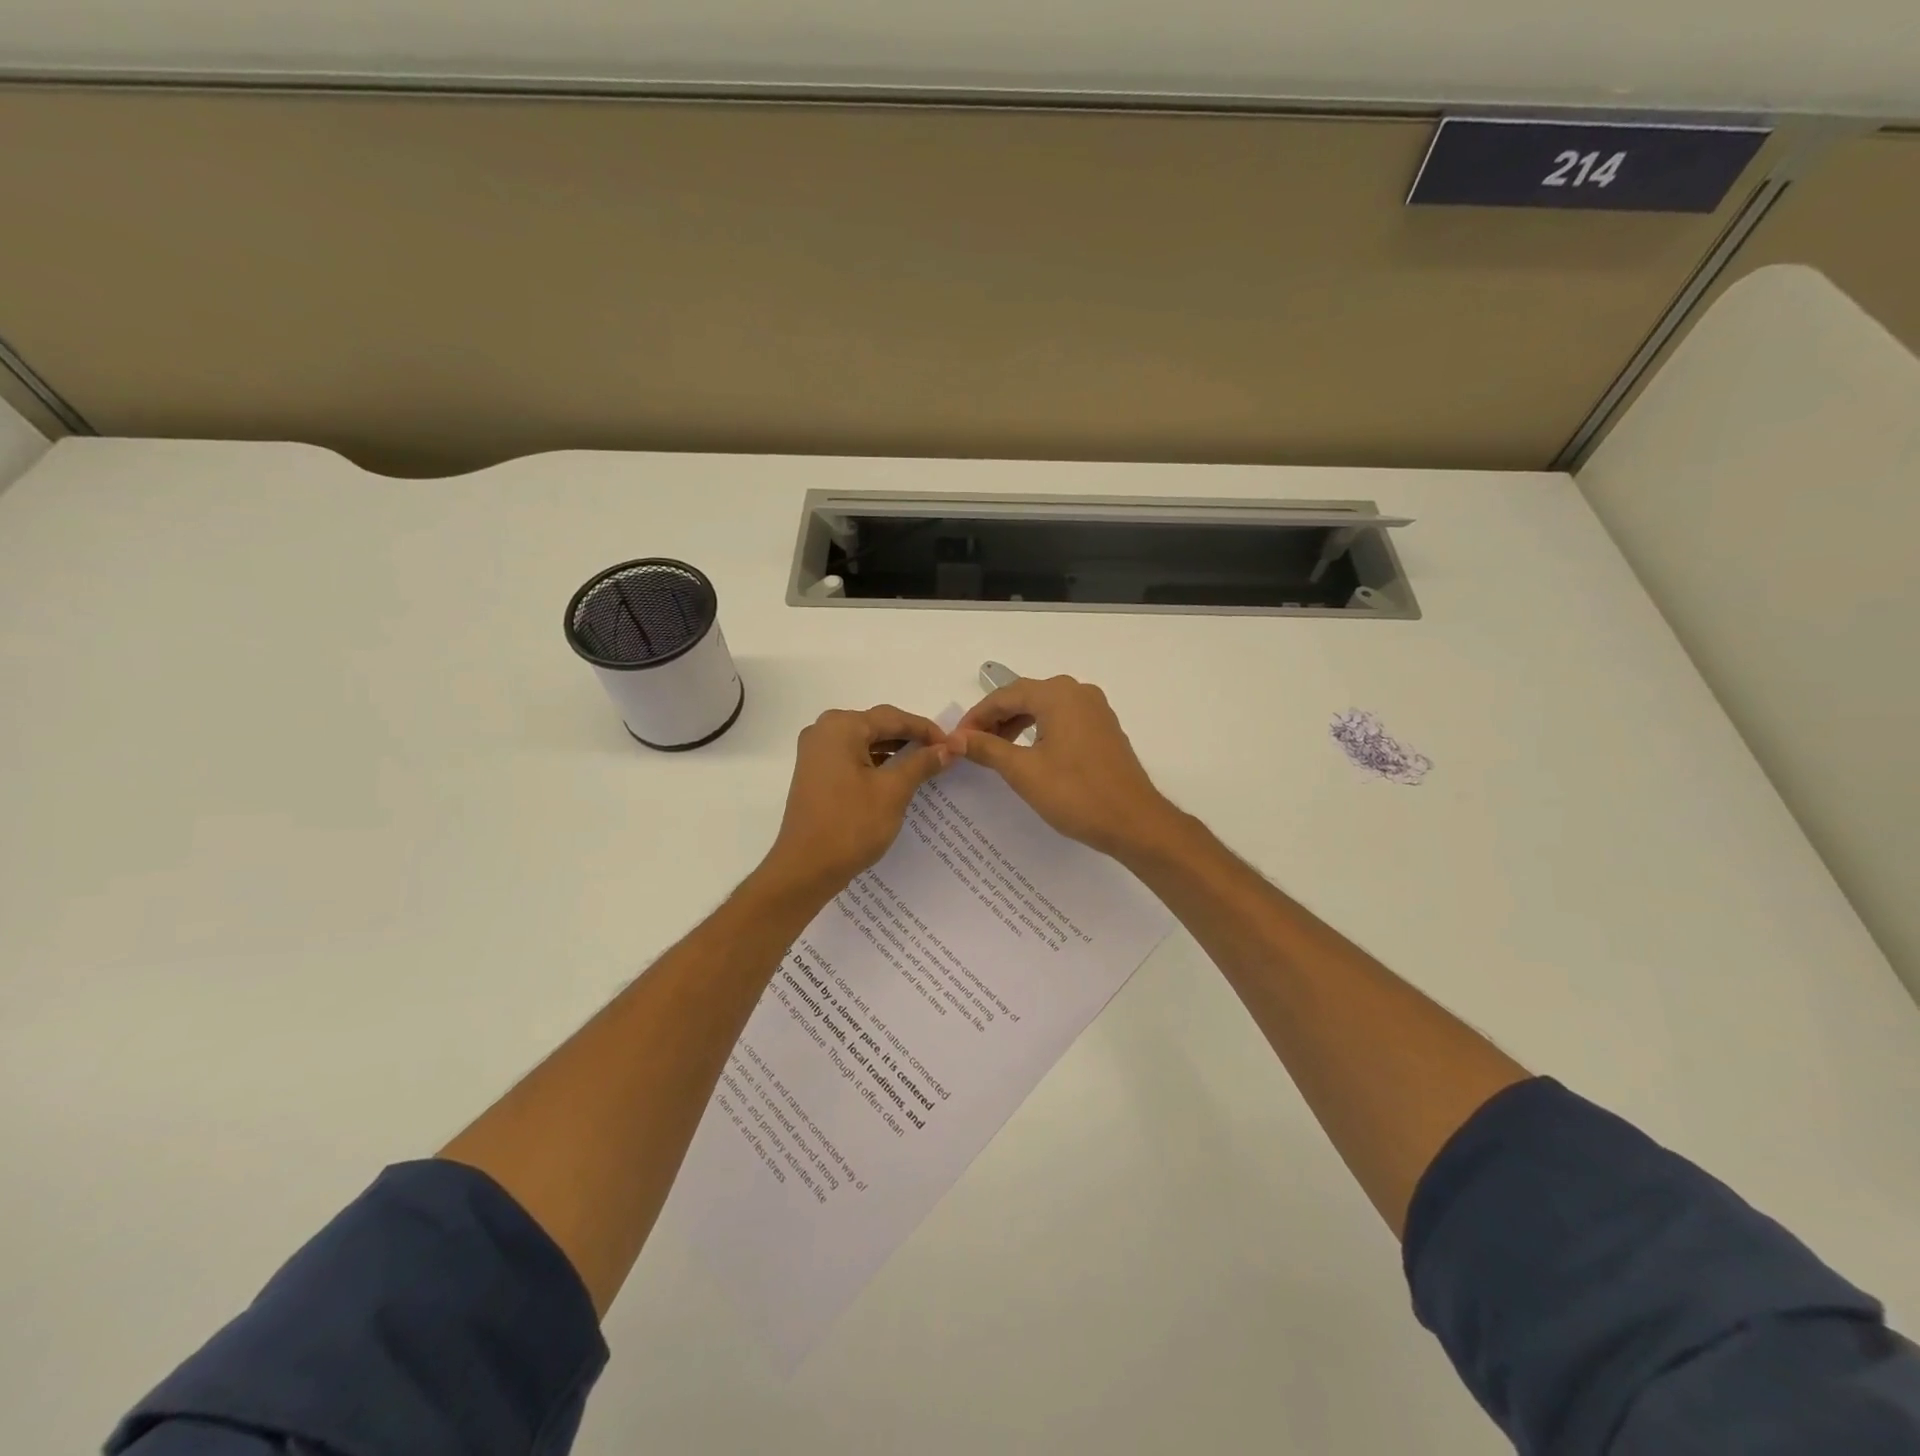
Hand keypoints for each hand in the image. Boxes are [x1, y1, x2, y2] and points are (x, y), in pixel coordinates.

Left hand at [759, 705, 952, 898]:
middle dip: (910, 739)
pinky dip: (876, 765)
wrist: (805, 869)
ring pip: (865, 743)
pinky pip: (852, 758)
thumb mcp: (893, 791)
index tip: (953, 745)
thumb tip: (950, 746)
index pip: (893, 717)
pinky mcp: (815, 774)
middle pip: (877, 726)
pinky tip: (898, 778)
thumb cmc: (850, 825)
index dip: (926, 729)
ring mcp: (816, 753)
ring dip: (894, 752)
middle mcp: (823, 731)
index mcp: (841, 727)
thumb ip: (922, 763)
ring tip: (926, 766)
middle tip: (942, 754)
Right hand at [948, 676, 1179, 857]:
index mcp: (1058, 695)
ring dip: (1016, 724)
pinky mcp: (1104, 729)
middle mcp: (1079, 693)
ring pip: (1045, 708)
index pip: (1005, 695)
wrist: (1134, 822)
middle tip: (972, 745)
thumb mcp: (1023, 771)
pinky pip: (1063, 720)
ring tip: (995, 751)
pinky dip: (1040, 731)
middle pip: (1025, 697)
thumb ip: (987, 748)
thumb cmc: (1076, 794)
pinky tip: (1028, 753)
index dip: (977, 716)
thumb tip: (955, 738)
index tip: (956, 739)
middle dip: (996, 719)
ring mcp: (1096, 711)